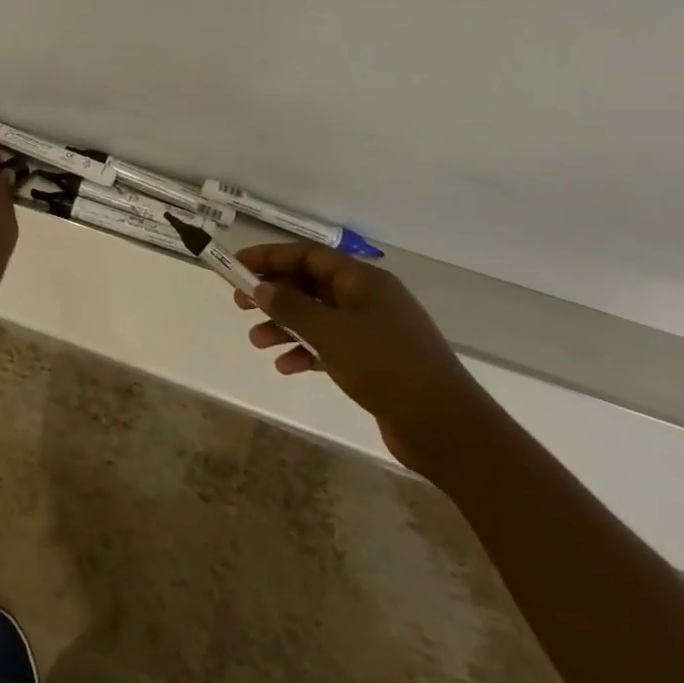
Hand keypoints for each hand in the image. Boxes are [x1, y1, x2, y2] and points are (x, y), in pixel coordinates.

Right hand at [235, 243, 494, 475]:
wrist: (445, 427)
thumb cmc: (386, 367)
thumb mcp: (331, 332)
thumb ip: (291, 307)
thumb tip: (261, 287)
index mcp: (363, 281)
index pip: (309, 255)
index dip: (271, 257)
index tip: (238, 266)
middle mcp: (368, 299)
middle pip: (311, 284)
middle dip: (275, 293)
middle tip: (241, 304)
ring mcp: (372, 331)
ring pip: (317, 317)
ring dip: (285, 325)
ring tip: (256, 341)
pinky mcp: (374, 362)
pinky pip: (330, 346)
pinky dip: (305, 351)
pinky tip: (285, 367)